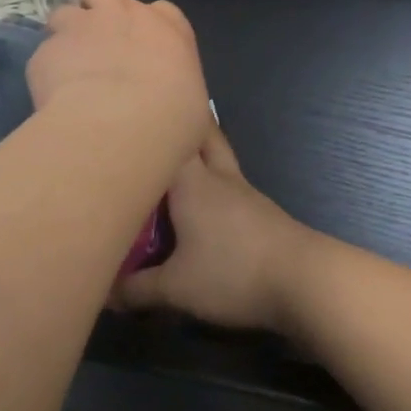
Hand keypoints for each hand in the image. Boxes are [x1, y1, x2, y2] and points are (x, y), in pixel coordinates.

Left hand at [25, 0, 210, 166]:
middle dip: (96, 4)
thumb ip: (178, 94)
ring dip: (65, 36)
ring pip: (62, 13)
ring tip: (68, 68)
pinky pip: (43, 57)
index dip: (148, 27)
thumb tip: (177, 112)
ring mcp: (79, 28)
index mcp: (167, 27)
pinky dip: (47, 74)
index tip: (146, 51)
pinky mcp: (45, 53)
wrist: (120, 128)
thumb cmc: (172, 120)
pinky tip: (53, 99)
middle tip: (98, 38)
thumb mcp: (193, 107)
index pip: (161, 11)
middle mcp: (122, 15)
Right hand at [113, 126, 319, 334]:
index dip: (153, 125)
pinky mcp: (260, 212)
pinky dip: (214, 185)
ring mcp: (244, 192)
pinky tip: (203, 204)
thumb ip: (137, 289)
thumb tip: (108, 292)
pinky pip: (230, 185)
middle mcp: (219, 176)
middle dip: (185, 127)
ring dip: (201, 155)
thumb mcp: (175, 288)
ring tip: (176, 163)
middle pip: (204, 135)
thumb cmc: (232, 272)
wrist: (302, 280)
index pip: (172, 135)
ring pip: (220, 158)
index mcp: (193, 181)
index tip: (132, 118)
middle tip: (159, 127)